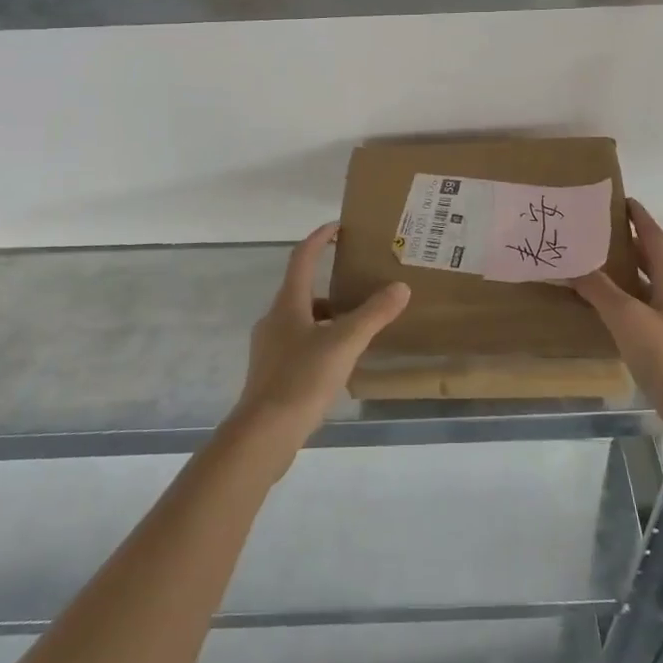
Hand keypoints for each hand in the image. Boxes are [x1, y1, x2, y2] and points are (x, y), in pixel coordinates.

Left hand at [226, 222, 410, 467]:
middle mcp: (274, 319)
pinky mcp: (270, 374)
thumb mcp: (344, 343)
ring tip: (356, 326)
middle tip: (358, 283)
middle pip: (301, 289)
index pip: (302, 257)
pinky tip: (338, 361)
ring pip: (301, 320)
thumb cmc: (301, 379)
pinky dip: (319, 341)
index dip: (319, 238)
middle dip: (329, 282)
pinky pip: (298, 344)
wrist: (262, 435)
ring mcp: (269, 348)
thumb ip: (373, 314)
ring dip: (326, 316)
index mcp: (288, 303)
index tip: (338, 227)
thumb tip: (400, 287)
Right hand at [569, 198, 662, 416]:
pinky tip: (612, 311)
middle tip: (596, 233)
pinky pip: (650, 308)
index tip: (619, 200)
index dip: (637, 217)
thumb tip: (574, 265)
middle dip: (627, 244)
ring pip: (650, 285)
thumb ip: (599, 289)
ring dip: (627, 274)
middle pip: (652, 258)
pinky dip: (630, 300)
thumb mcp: (626, 317)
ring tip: (597, 268)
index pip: (652, 236)